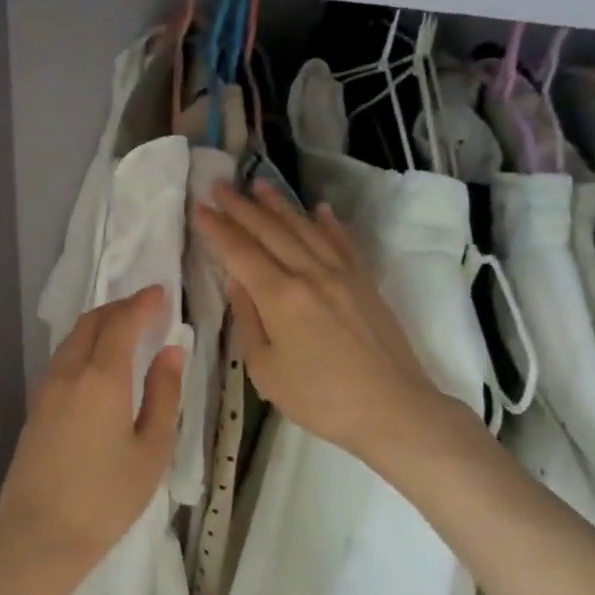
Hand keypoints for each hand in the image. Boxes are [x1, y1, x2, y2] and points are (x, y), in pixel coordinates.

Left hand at [0, 286, 185, 594]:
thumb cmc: (106, 498)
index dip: (142, 303)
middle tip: (145, 307)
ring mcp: (46, 389)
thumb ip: (163, 394)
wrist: (39, 537)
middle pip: (92, 322)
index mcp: (101, 377)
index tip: (161, 292)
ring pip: (73, 339)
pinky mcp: (36, 408)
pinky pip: (63, 359)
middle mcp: (69, 372)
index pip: (121, 323)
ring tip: (125, 330)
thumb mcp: (151, 450)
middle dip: (119, 308)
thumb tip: (171, 351)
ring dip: (99, 325)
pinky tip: (99, 362)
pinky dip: (84, 345)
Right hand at [195, 181, 487, 469]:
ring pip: (304, 229)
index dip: (217, 229)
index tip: (200, 207)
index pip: (240, 252)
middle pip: (270, 231)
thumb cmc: (320, 399)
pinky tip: (319, 209)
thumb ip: (248, 320)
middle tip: (219, 184)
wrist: (394, 410)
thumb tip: (236, 281)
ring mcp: (341, 274)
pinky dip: (328, 223)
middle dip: (241, 207)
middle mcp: (309, 273)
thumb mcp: (266, 370)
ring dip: (279, 205)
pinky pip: (342, 243)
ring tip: (259, 184)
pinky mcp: (364, 283)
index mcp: (279, 296)